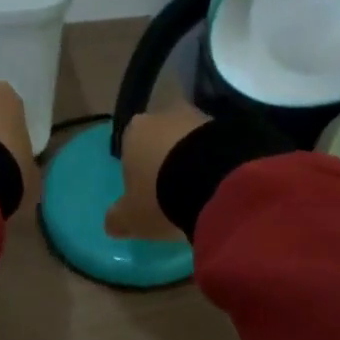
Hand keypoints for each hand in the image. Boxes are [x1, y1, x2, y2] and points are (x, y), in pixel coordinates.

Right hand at [104, 103, 211, 240]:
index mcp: (133, 131)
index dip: (139, 168)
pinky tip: (221, 183)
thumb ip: (118, 217)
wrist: (215, 181)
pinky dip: (217, 160)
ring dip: (194, 158)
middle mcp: (163, 115)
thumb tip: (111, 223)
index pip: (131, 147)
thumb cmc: (160, 196)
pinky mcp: (228, 125)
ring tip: (202, 189)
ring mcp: (198, 116)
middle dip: (167, 158)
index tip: (148, 191)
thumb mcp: (133, 216)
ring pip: (191, 139)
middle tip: (176, 189)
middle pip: (161, 138)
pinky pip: (216, 145)